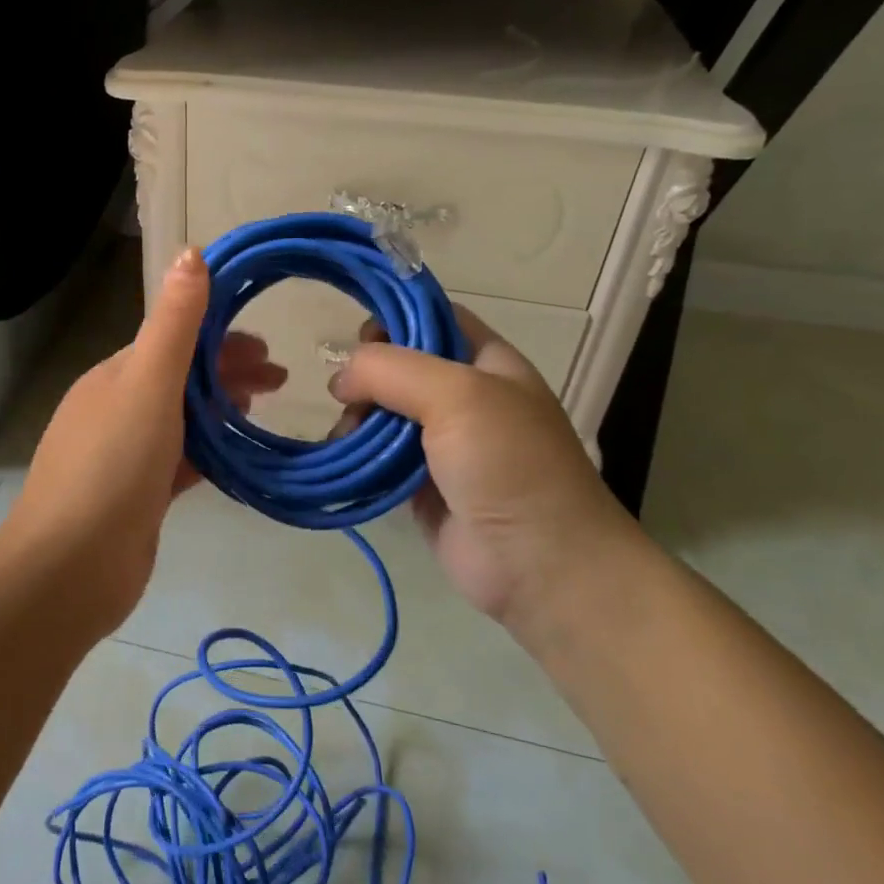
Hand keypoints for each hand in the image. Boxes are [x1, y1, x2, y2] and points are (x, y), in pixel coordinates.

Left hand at [0, 248, 285, 634]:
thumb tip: (191, 252)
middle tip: (279, 381)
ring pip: (181, 419)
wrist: (70, 567)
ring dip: (219, 410)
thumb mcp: (147, 384)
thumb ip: (174, 324)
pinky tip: (237, 457)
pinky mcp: (137, 496)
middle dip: (227, 372)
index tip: (266, 346)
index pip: (173, 341)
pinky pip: (180, 461)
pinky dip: (208, 451)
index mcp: (114, 376)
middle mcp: (116, 409)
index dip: (219, 337)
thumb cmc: (111, 466)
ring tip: (261, 412)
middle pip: (180, 379)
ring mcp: (125, 455)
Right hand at [329, 306, 635, 623]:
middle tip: (348, 397)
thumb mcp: (458, 395)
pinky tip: (342, 457)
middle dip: (366, 376)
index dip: (394, 317)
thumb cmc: (509, 464)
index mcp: (486, 361)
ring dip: (356, 418)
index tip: (358, 339)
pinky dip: (356, 453)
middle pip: (398, 365)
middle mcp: (463, 395)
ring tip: (347, 436)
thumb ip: (392, 369)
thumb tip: (342, 378)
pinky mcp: (420, 482)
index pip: (432, 317)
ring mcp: (441, 441)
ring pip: (382, 411)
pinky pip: (377, 455)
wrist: (541, 565)